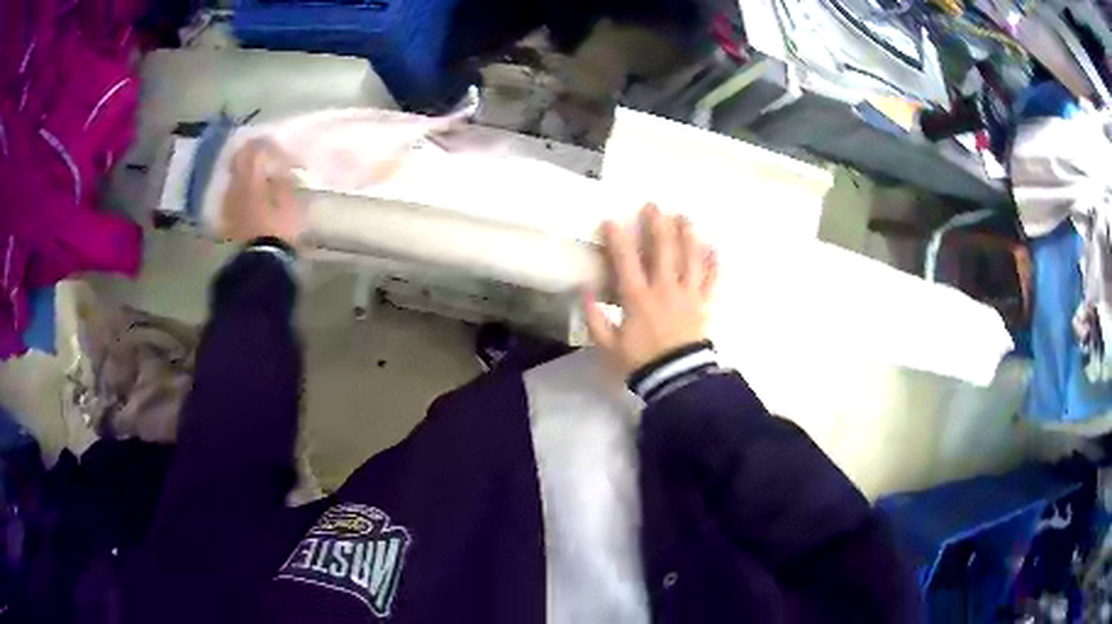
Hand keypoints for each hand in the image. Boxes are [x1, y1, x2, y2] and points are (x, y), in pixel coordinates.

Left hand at [219, 139, 304, 245]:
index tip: (282, 151)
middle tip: (268, 158)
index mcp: (250, 177)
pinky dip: (243, 190)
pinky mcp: (228, 218)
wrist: (263, 262)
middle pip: (239, 159)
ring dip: (247, 173)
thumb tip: (280, 166)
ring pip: (235, 177)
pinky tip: (253, 197)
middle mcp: (235, 185)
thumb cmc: (280, 227)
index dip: (269, 145)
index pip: (255, 148)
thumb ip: (283, 178)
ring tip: (261, 179)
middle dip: (253, 155)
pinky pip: (233, 195)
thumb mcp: (290, 199)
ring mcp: (229, 202)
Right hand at [585, 204, 717, 376]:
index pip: (626, 261)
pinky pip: (711, 280)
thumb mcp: (608, 344)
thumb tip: (585, 290)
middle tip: (654, 205)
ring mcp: (688, 295)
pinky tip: (714, 248)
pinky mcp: (704, 304)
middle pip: (663, 250)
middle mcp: (664, 289)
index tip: (612, 219)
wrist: (676, 379)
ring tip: (684, 217)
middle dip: (658, 225)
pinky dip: (714, 264)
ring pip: (690, 258)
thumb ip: (595, 317)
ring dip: (688, 235)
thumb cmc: (640, 361)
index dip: (618, 238)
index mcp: (638, 298)